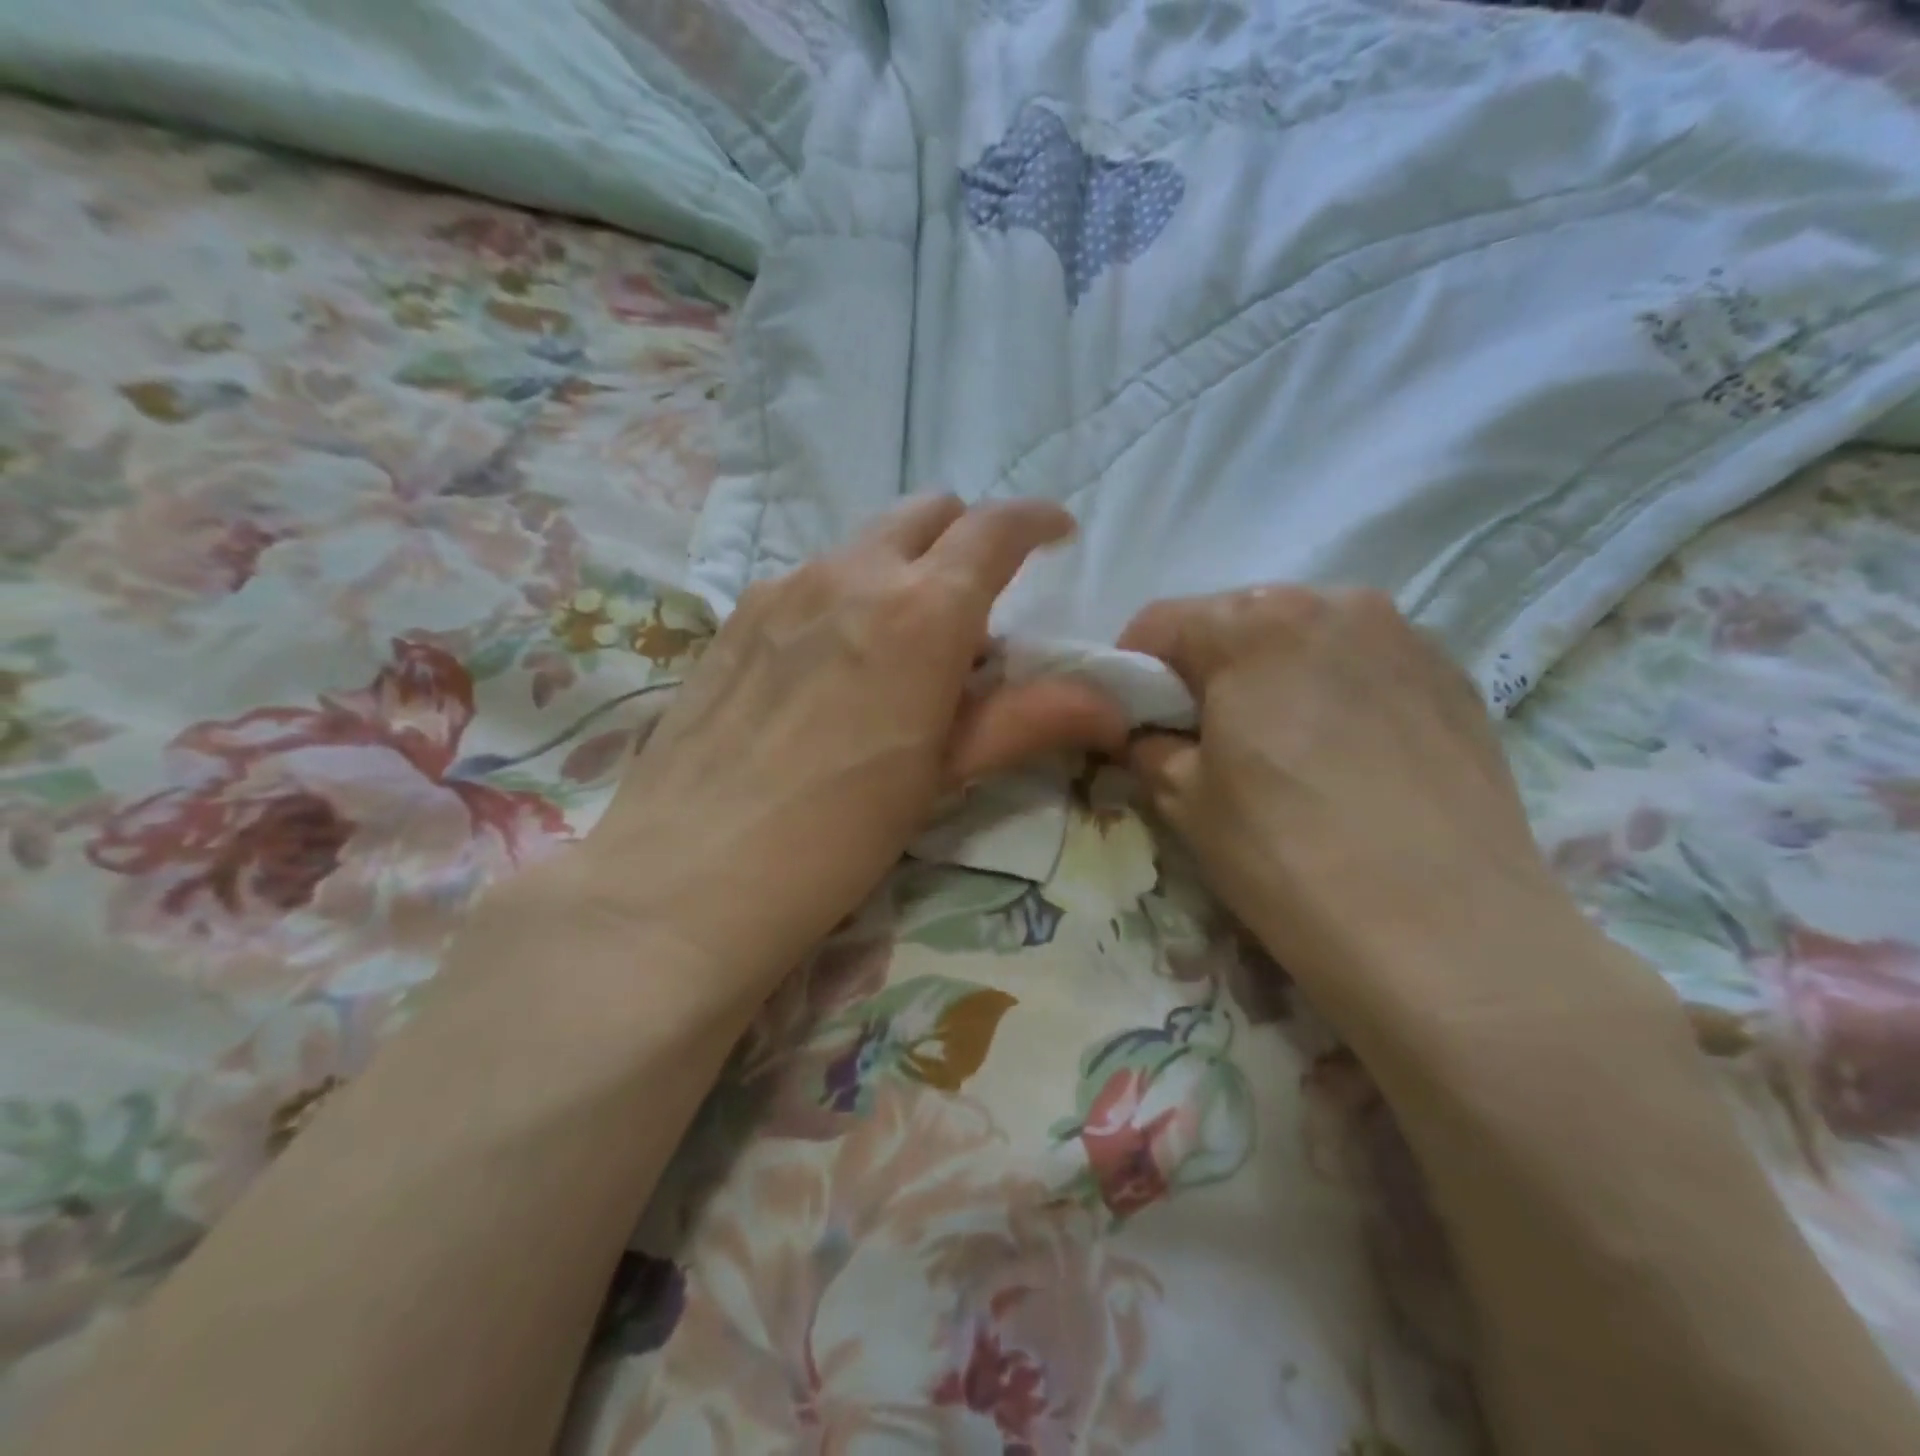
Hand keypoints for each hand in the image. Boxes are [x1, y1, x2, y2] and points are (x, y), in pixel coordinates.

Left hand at [566, 497, 1128, 995]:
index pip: (994, 529)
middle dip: (966, 538)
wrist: (691, 874)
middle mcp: (852, 575)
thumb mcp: (946, 774)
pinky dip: (847, 597)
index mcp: (921, 611)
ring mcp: (784, 589)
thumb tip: (1111, 707)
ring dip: (903, 571)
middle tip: (979, 601)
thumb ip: (1029, 721)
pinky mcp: (737, 617)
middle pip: (927, 514)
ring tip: (902, 648)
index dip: (1036, 522)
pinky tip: (833, 667)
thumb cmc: (841, 832)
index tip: (1057, 536)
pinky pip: (812, 580)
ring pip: (865, 546)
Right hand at [1121, 587, 1623, 1044]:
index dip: (1132, 675)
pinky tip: (1344, 762)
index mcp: (1254, 622)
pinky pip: (1365, 668)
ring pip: (1305, 640)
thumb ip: (1148, 746)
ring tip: (1279, 753)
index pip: (1160, 624)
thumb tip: (1146, 735)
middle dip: (1206, 673)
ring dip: (1272, 680)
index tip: (1133, 724)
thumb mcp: (1184, 800)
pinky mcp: (1455, 680)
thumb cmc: (1286, 854)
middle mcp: (1334, 603)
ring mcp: (1405, 637)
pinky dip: (1334, 695)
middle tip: (1202, 741)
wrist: (1448, 936)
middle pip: (1237, 623)